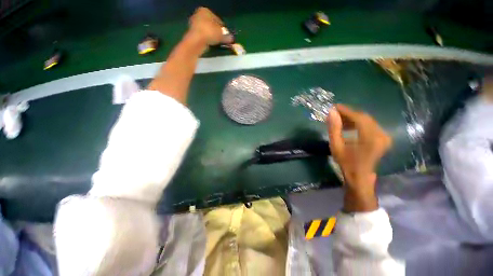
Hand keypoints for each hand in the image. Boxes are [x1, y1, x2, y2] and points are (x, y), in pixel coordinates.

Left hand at [188, 7, 231, 46]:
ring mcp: (194, 24)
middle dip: (217, 32)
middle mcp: (198, 15)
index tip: (226, 35)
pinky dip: (207, 40)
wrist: (197, 41)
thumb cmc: (210, 33)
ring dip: (212, 37)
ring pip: (207, 31)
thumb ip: (227, 36)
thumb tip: (231, 39)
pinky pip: (203, 36)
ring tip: (218, 44)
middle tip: (222, 40)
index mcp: (205, 11)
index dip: (223, 28)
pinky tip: (211, 45)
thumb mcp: (222, 35)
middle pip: (211, 25)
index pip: (217, 19)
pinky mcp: (192, 34)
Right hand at [327, 104, 391, 211]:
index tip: (334, 107)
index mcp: (370, 138)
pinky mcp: (384, 138)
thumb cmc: (346, 162)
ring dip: (353, 119)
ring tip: (340, 121)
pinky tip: (349, 126)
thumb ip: (334, 128)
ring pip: (367, 120)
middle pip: (364, 117)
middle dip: (349, 114)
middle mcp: (381, 134)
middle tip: (335, 114)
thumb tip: (331, 112)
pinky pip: (370, 125)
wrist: (360, 176)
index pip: (359, 117)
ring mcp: (384, 136)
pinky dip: (359, 123)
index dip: (346, 110)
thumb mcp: (336, 145)